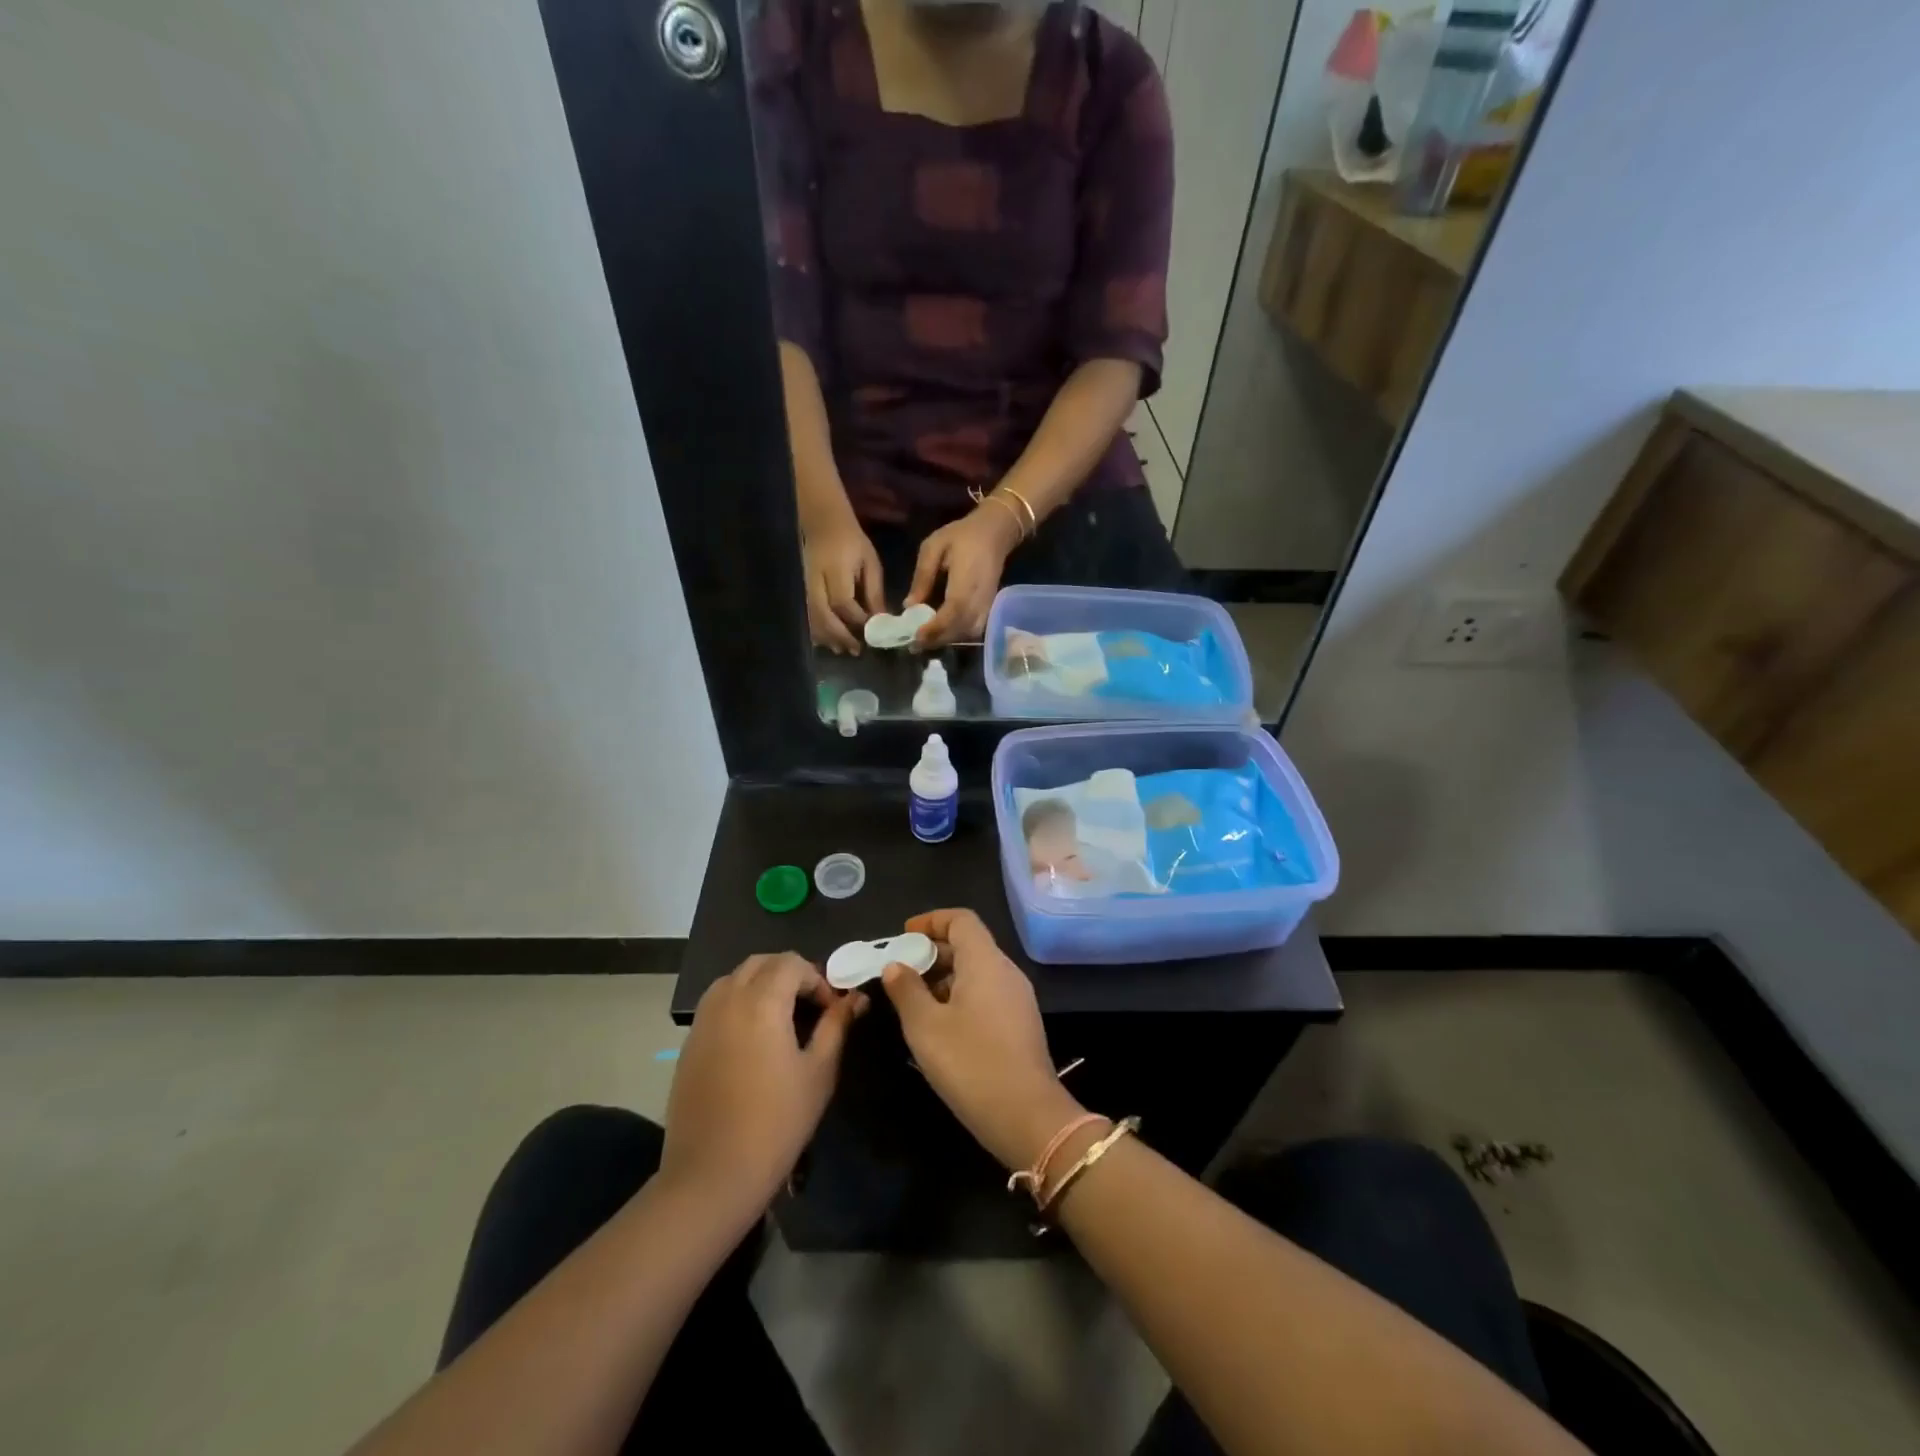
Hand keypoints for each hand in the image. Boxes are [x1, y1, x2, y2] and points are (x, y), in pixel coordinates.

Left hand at [662, 954, 868, 1221]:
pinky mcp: (689, 1045)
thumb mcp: (819, 1072)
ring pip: (734, 979)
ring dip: (761, 984)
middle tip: (810, 1006)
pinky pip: (716, 1004)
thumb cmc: (776, 1123)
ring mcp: (703, 1022)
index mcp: (761, 1002)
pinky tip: (753, 1040)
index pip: (792, 963)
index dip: (817, 978)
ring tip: (781, 1018)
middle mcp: (727, 1000)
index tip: (832, 1010)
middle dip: (789, 974)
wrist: (712, 1176)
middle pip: (760, 963)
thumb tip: (855, 998)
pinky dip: (738, 1004)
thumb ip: (837, 1026)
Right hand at [803, 516, 885, 653]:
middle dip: (840, 635)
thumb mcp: (870, 562)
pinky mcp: (800, 591)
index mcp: (834, 569)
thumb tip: (881, 619)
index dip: (857, 619)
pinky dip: (817, 632)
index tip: (872, 630)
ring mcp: (803, 586)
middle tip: (856, 650)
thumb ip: (874, 591)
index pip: (843, 601)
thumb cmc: (852, 543)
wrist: (824, 524)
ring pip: (811, 618)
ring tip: (843, 649)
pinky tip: (828, 641)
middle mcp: (814, 580)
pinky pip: (806, 616)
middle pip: (823, 614)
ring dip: (827, 637)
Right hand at [880, 909, 1081, 1171]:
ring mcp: (1017, 999)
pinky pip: (986, 994)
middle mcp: (1006, 971)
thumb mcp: (925, 1027)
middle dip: (932, 952)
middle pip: (969, 945)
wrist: (1027, 1116)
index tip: (904, 935)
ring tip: (912, 1000)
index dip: (931, 920)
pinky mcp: (1020, 1024)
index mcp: (985, 961)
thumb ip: (906, 990)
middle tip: (900, 971)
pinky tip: (938, 1025)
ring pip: (977, 972)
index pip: (961, 920)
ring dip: (944, 977)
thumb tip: (895, 965)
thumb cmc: (971, 1063)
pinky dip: (959, 996)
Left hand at [905, 503, 1022, 650]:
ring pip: (968, 633)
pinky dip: (957, 635)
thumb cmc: (962, 535)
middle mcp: (980, 597)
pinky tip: (942, 633)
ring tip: (925, 641)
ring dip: (946, 640)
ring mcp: (987, 604)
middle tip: (913, 645)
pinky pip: (974, 629)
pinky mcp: (989, 608)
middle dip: (936, 640)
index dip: (935, 628)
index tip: (915, 637)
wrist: (995, 531)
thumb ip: (922, 576)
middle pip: (960, 628)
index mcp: (966, 579)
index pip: (953, 612)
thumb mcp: (933, 547)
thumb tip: (908, 605)